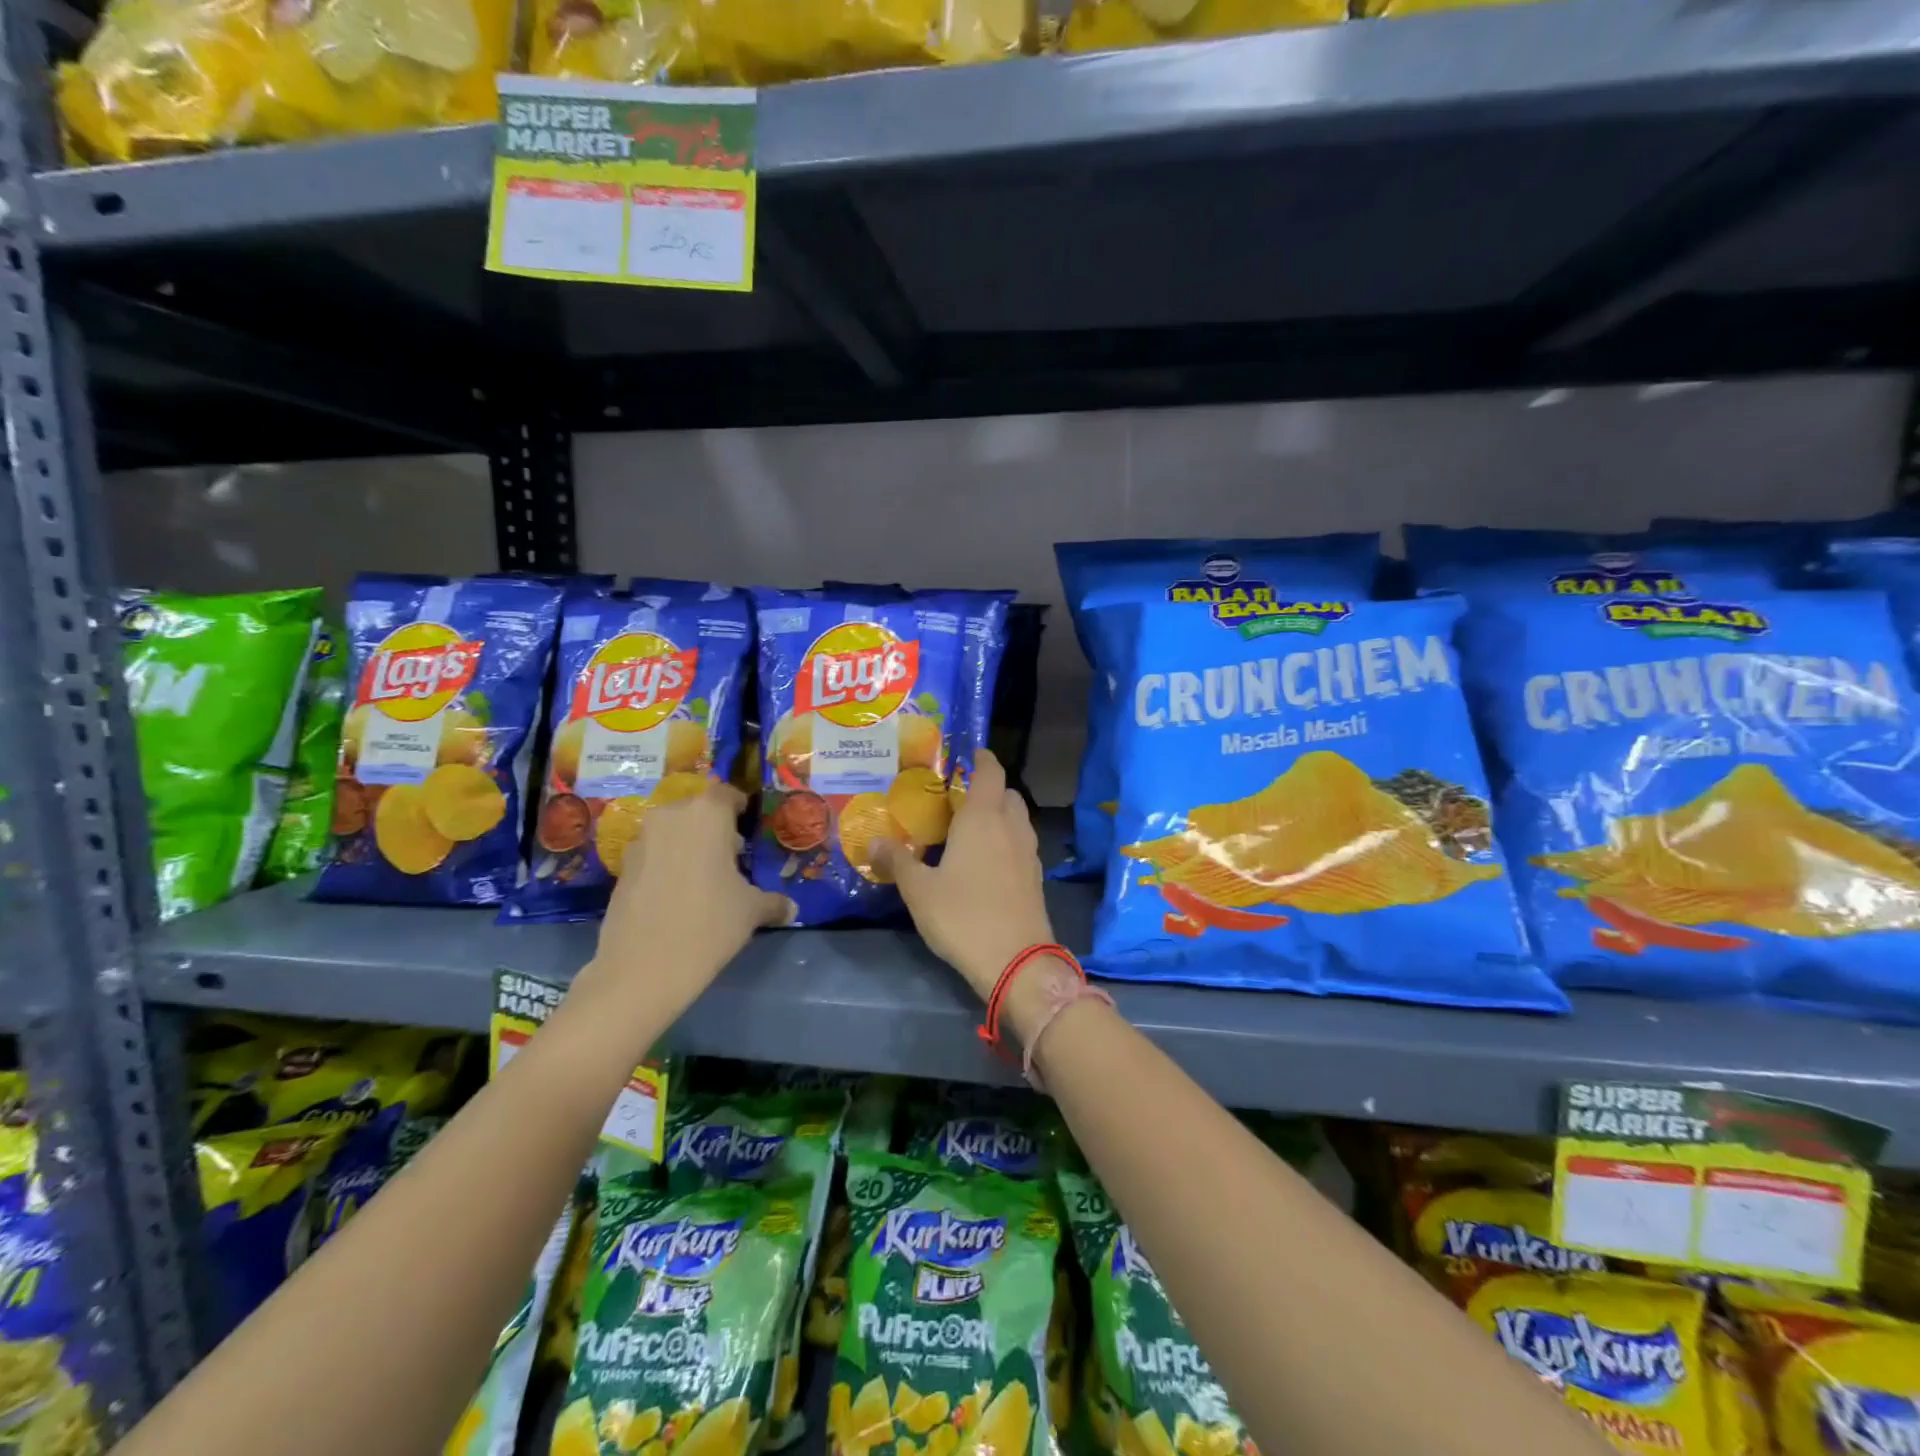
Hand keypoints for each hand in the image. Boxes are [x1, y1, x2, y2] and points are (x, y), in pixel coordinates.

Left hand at [584, 782, 793, 1013]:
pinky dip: (666, 864)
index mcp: (707, 814)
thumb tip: (791, 909)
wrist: (643, 967)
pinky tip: (677, 895)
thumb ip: (773, 902)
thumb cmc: (709, 924)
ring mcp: (641, 841)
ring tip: (704, 877)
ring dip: (687, 845)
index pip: (726, 794)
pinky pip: (653, 854)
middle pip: (696, 811)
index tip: (747, 826)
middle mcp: (670, 817)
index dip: (739, 808)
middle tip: (730, 855)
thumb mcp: (751, 911)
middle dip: (713, 828)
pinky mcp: (622, 867)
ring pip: (671, 832)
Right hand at [872, 751, 1055, 1000]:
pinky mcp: (1036, 877)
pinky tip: (986, 860)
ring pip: (1016, 819)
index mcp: (983, 817)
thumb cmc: (963, 916)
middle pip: (1006, 793)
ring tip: (970, 828)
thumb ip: (898, 861)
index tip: (967, 753)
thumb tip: (874, 840)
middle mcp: (1011, 826)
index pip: (990, 771)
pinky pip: (1021, 843)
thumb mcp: (919, 890)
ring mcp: (1028, 852)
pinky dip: (1006, 840)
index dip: (981, 757)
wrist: (1017, 962)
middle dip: (988, 788)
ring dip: (999, 814)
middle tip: (958, 797)